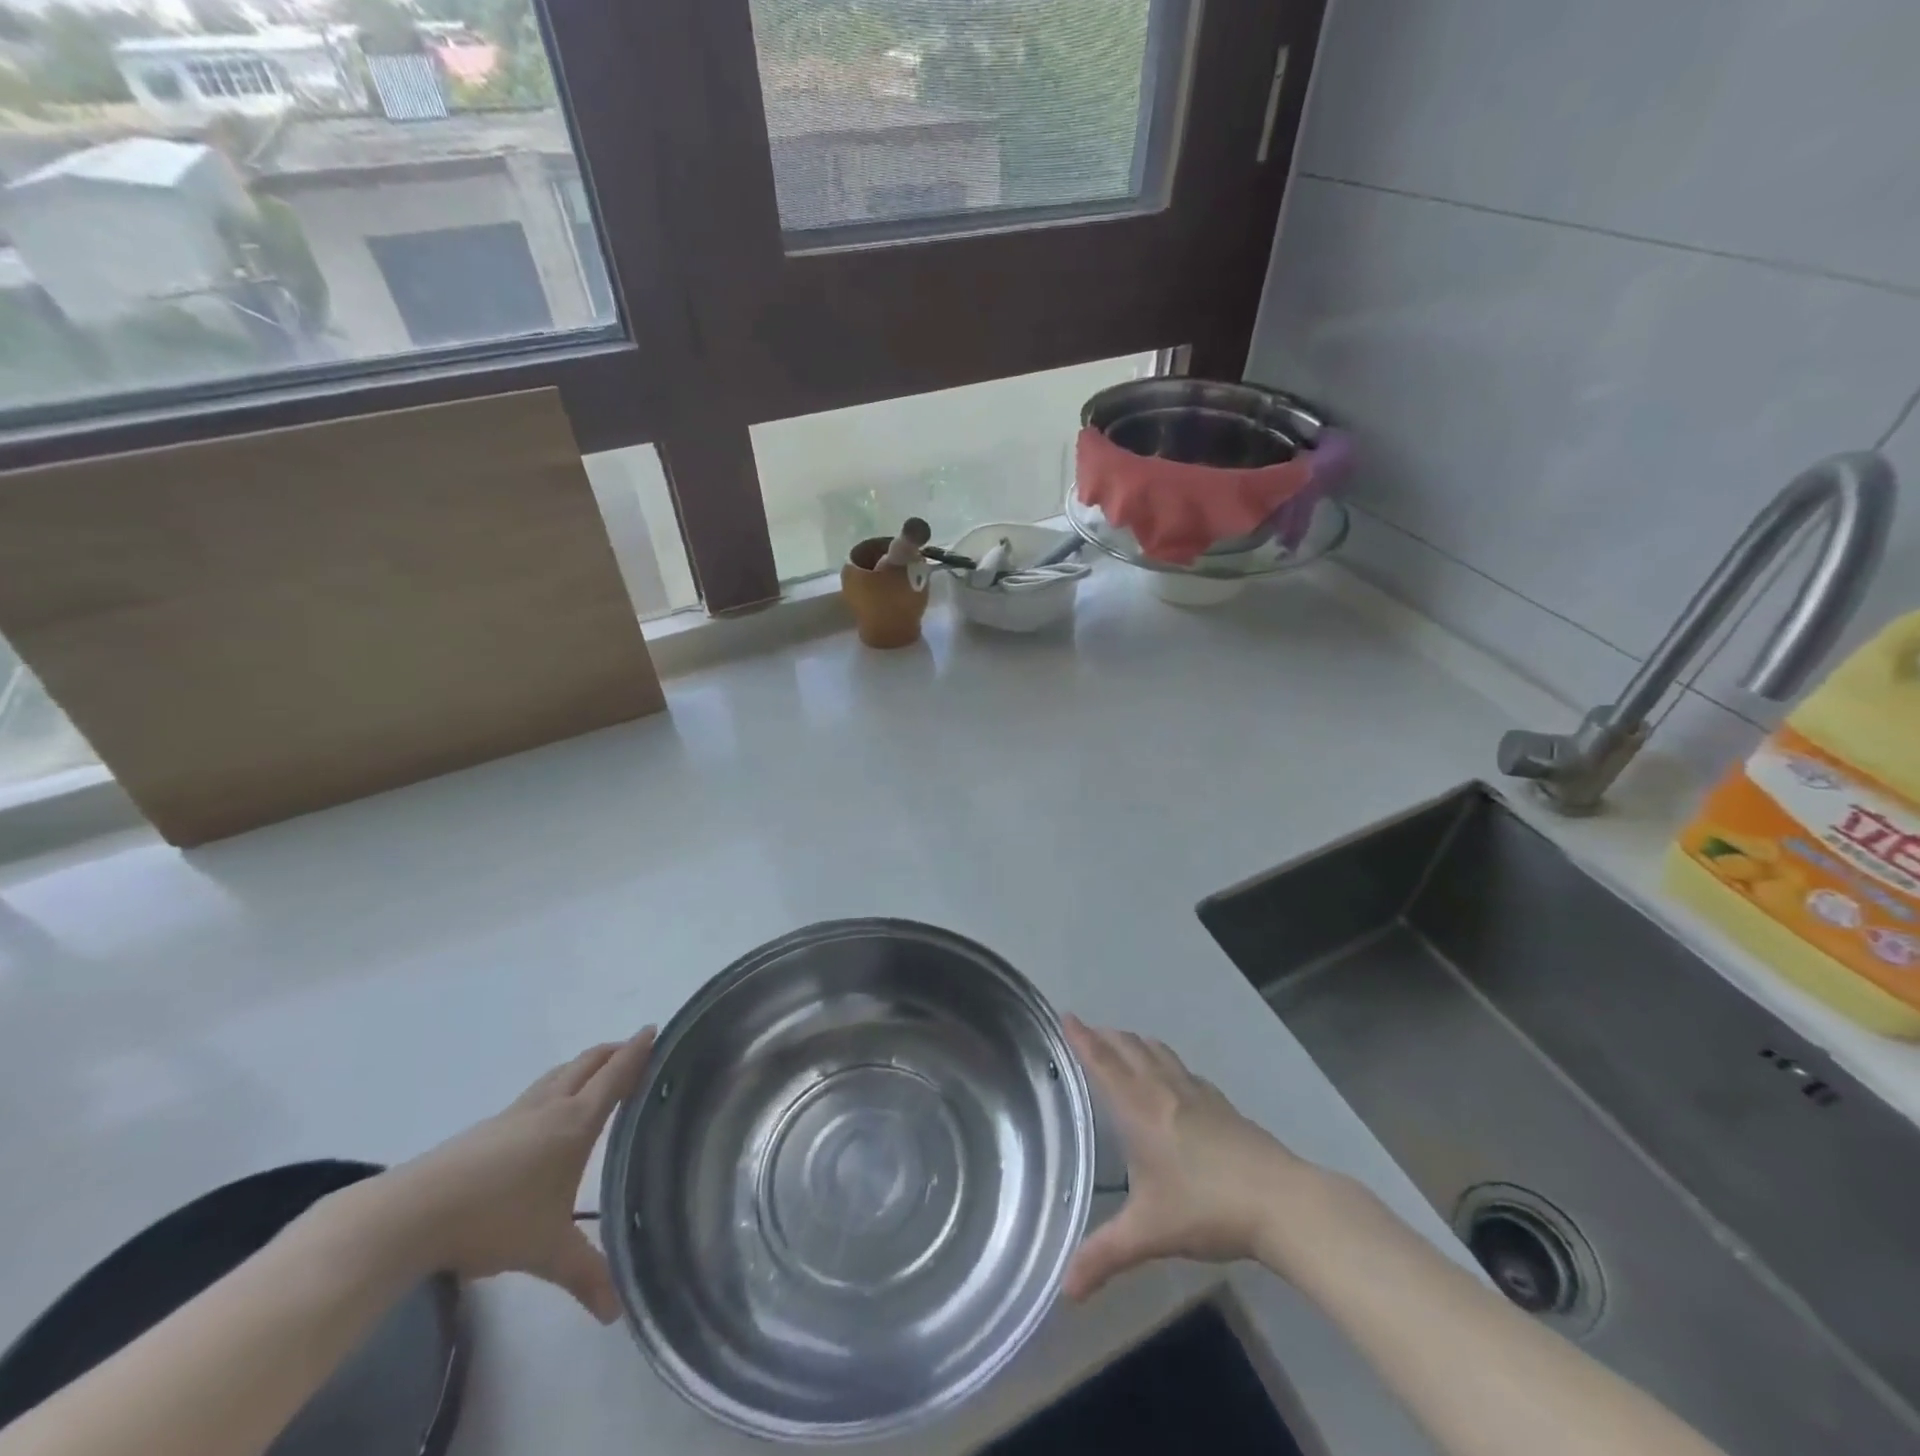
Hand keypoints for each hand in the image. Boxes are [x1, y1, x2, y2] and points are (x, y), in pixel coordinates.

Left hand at [358, 1028, 655, 1321]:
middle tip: (634, 1049)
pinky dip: (556, 1087)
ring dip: (583, 1066)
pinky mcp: (487, 1128)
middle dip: (613, 1052)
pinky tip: (547, 1114)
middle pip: (587, 1063)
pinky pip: (535, 1093)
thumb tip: (616, 1312)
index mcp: (575, 1122)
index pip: (615, 1076)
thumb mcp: (547, 1251)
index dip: (637, 1051)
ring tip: (596, 1074)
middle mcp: (549, 1107)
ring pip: (558, 1075)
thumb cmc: (494, 1221)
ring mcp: (515, 1114)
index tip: (654, 1029)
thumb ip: (584, 1274)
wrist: (410, 1216)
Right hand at [1063, 1017, 1306, 1300]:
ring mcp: (1196, 1092)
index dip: (1082, 1038)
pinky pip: (1181, 1068)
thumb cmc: (1206, 1208)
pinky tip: (1171, 1077)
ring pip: (1157, 1052)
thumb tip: (1066, 1290)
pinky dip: (1163, 1060)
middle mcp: (1163, 1089)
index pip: (1103, 1062)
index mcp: (1139, 1108)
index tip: (1066, 1015)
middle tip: (1086, 1031)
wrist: (1280, 1201)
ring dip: (1134, 1042)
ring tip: (1122, 1044)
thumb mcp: (1149, 1234)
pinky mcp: (1221, 1103)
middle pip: (1129, 1048)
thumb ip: (1104, 1256)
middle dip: (1105, 1036)